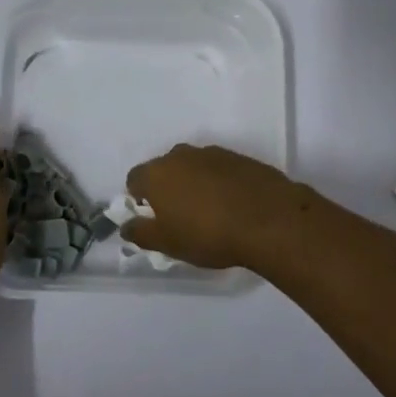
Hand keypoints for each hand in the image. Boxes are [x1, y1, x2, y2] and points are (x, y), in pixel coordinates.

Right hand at [123, 144, 310, 269]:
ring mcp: (212, 153)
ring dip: (194, 184)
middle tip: (180, 217)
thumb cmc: (208, 234)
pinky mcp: (239, 158)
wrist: (269, 219)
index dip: (139, 199)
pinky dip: (218, 183)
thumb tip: (126, 226)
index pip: (135, 179)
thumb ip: (141, 233)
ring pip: (192, 167)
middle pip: (164, 169)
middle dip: (167, 189)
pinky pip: (218, 169)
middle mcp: (181, 155)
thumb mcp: (168, 243)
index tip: (153, 219)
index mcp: (157, 173)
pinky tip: (231, 205)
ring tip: (209, 212)